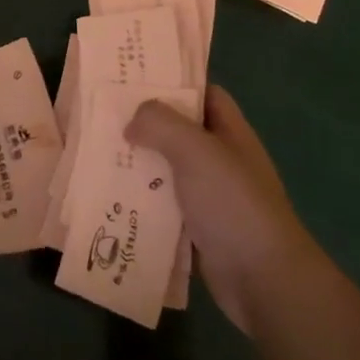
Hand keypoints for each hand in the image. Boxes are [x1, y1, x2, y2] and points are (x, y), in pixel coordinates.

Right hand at [126, 85, 316, 334]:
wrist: (262, 279)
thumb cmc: (232, 204)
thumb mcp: (197, 151)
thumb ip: (162, 124)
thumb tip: (133, 121)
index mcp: (230, 132)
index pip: (204, 94)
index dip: (174, 84)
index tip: (134, 80)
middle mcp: (221, 160)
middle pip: (180, 132)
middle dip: (145, 126)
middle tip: (103, 119)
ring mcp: (210, 197)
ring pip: (167, 171)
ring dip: (138, 166)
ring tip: (96, 157)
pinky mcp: (197, 230)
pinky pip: (163, 208)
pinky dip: (141, 203)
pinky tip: (110, 200)